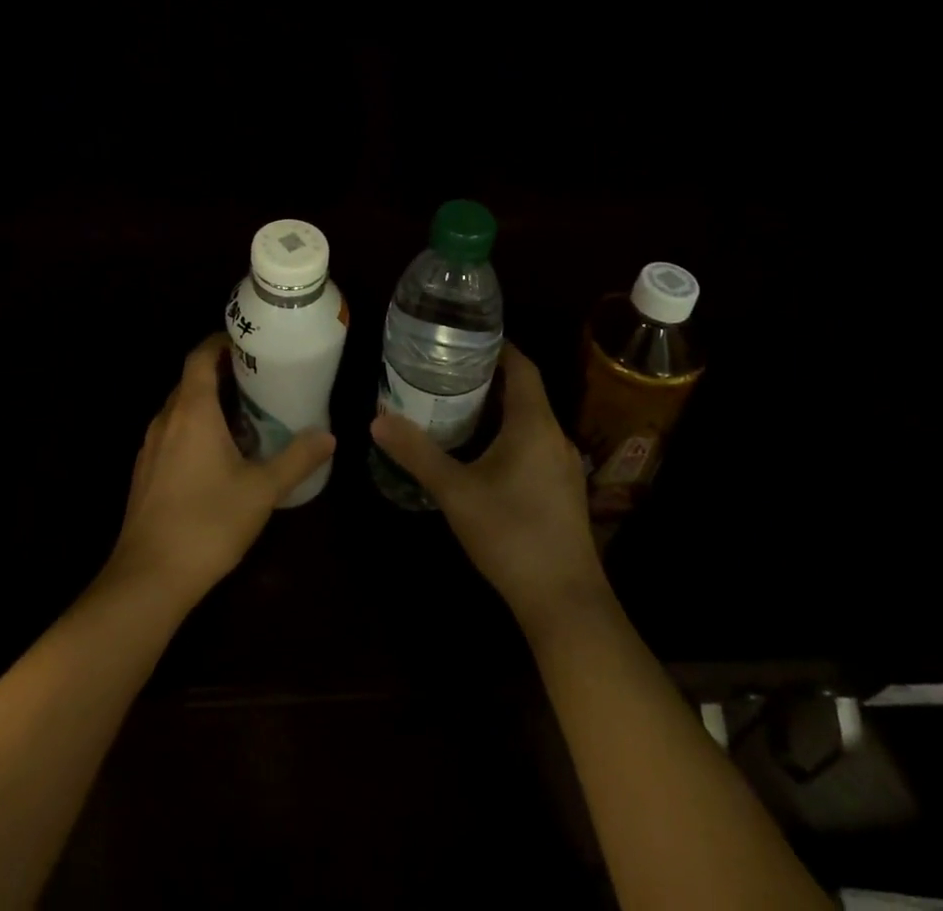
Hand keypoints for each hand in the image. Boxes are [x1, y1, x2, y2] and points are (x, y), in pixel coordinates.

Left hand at [109, 333, 335, 609]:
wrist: (148, 577)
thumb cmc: (208, 522)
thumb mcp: (262, 490)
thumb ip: (297, 459)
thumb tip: (329, 436)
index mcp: (192, 410)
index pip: (200, 357)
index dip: (221, 342)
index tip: (249, 342)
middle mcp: (166, 419)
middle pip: (191, 380)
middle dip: (221, 372)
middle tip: (258, 377)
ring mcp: (150, 446)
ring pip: (180, 408)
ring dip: (207, 401)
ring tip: (244, 412)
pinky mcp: (145, 472)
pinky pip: (172, 432)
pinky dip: (194, 427)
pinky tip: (217, 454)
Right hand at [371, 342, 608, 634]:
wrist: (565, 602)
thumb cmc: (511, 534)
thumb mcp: (455, 491)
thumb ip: (417, 453)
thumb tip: (377, 420)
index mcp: (534, 424)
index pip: (522, 365)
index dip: (497, 347)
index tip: (462, 339)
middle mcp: (554, 436)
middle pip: (524, 390)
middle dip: (487, 377)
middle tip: (444, 371)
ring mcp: (561, 466)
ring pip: (529, 420)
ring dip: (496, 408)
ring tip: (455, 405)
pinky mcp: (561, 490)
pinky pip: (533, 444)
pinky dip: (507, 434)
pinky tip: (479, 452)